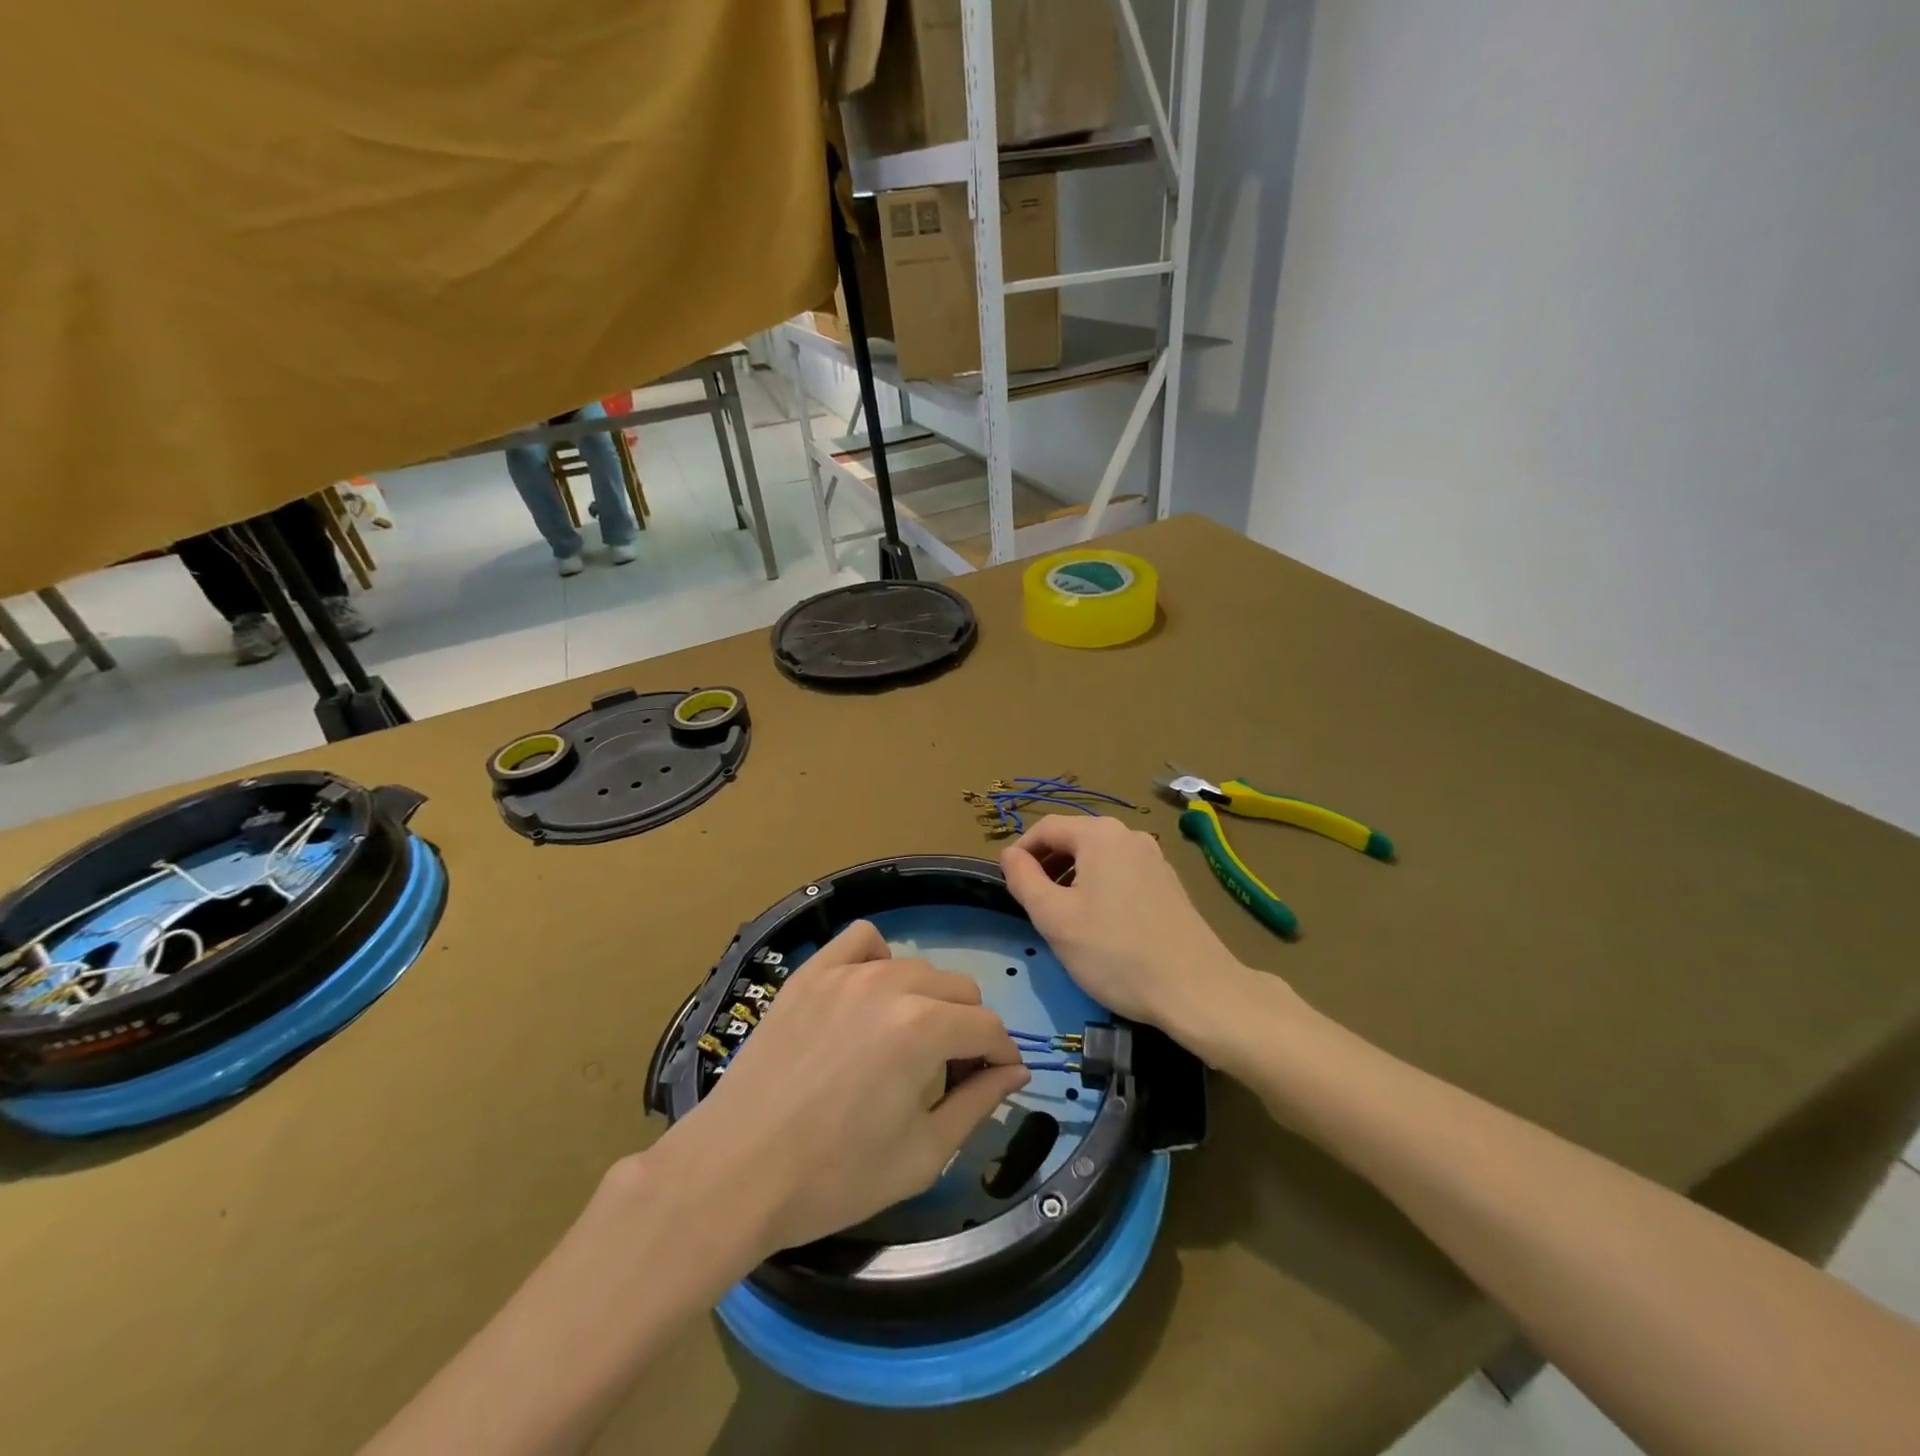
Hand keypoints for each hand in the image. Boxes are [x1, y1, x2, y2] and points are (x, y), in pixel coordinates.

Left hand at [662, 920, 1029, 1254]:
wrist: (735, 1171)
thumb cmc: (834, 1176)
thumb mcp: (922, 1154)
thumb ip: (978, 1105)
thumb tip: (1015, 1072)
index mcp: (924, 1028)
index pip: (988, 1027)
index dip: (1001, 1056)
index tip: (995, 1080)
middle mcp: (891, 985)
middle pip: (959, 989)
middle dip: (968, 1028)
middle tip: (949, 1071)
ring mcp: (846, 973)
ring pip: (915, 967)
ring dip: (928, 999)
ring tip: (908, 1041)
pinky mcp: (810, 973)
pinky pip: (861, 940)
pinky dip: (879, 959)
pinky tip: (870, 995)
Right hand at [1001, 815, 1257, 1031]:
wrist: (1196, 989)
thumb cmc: (1115, 952)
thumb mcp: (1054, 918)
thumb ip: (1023, 879)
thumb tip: (1010, 855)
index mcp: (1099, 834)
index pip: (1045, 828)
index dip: (1021, 852)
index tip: (1008, 883)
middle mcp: (1129, 835)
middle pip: (1074, 839)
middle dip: (1047, 865)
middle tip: (1032, 903)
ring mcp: (1154, 858)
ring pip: (1098, 857)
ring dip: (1073, 878)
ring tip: (1063, 916)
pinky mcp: (1169, 883)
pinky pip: (1122, 872)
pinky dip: (1100, 887)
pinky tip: (1100, 924)